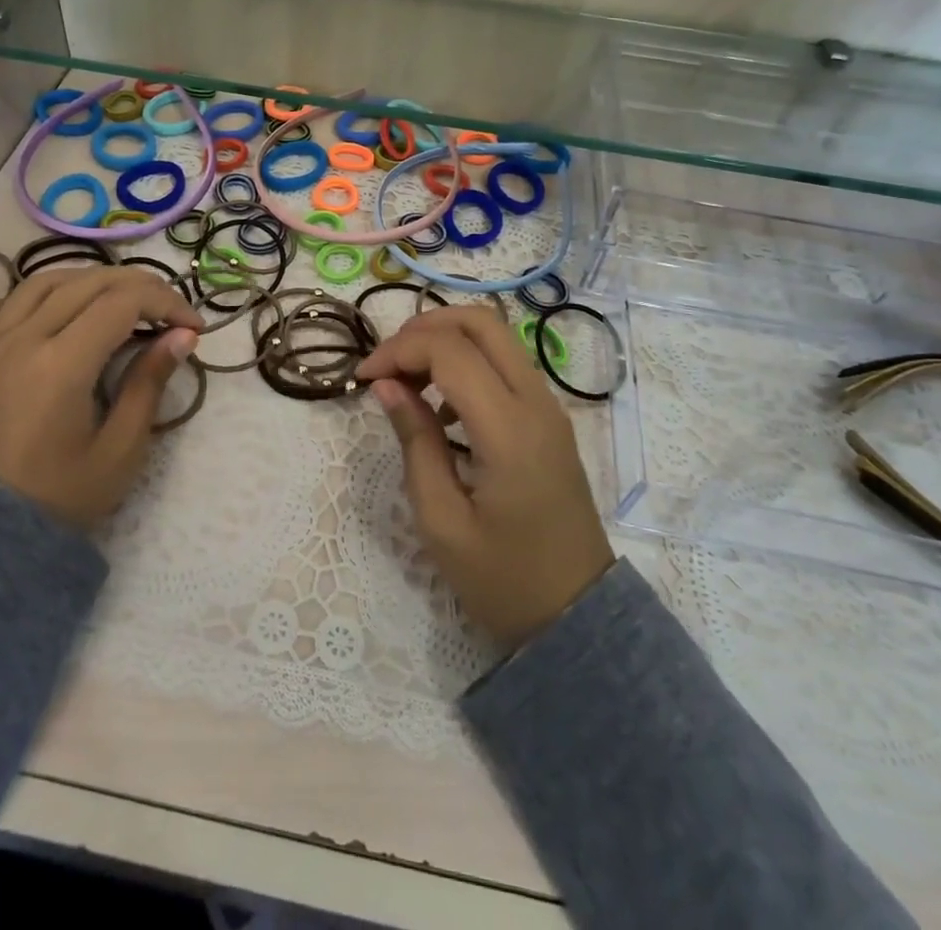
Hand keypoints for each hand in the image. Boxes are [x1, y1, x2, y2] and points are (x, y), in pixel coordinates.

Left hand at [0, 266, 202, 530]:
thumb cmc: (58, 498)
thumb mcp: (119, 449)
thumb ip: (149, 384)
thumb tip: (182, 336)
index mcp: (61, 363)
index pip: (123, 302)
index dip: (166, 303)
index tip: (192, 327)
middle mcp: (22, 340)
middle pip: (86, 282)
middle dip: (137, 285)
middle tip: (167, 309)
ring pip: (38, 283)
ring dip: (85, 281)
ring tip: (114, 300)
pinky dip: (24, 300)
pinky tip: (45, 313)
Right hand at [357, 306, 612, 650]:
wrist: (578, 618)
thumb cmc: (503, 580)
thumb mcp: (441, 521)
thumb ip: (415, 443)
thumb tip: (387, 386)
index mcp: (509, 430)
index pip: (450, 351)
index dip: (398, 352)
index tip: (363, 379)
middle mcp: (537, 403)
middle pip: (480, 322)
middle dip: (423, 329)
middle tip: (387, 364)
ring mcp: (549, 407)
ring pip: (496, 337)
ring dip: (445, 341)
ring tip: (406, 382)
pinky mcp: (549, 419)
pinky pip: (506, 364)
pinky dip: (467, 362)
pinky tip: (442, 408)